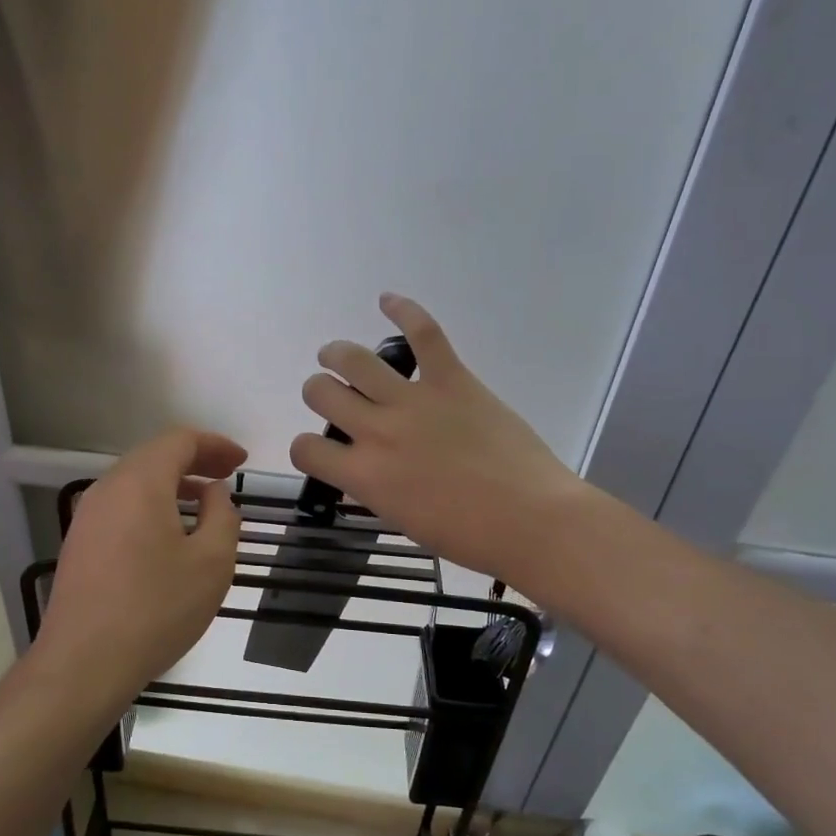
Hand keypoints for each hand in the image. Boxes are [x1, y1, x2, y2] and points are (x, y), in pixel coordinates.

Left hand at [36, 428, 245, 702]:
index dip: (215, 445)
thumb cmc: (156, 608)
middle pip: (154, 457)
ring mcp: (87, 517)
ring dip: (173, 486)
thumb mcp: (212, 562)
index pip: (179, 441)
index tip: (242, 461)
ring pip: (136, 483)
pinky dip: (152, 507)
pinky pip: (122, 508)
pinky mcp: (79, 544)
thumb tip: (214, 493)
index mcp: (140, 482)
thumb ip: (223, 516)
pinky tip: (170, 537)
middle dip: (195, 462)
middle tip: (228, 478)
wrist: (84, 663)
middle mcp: (107, 489)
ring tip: (205, 507)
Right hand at [291, 294, 588, 584]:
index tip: (322, 451)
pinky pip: (423, 334)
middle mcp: (377, 431)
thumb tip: (365, 469)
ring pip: (354, 359)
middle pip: (320, 392)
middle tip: (334, 396)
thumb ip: (373, 487)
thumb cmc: (468, 535)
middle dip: (319, 392)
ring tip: (337, 356)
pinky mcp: (451, 379)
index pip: (305, 449)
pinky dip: (403, 310)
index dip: (306, 448)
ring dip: (337, 354)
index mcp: (363, 475)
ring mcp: (413, 400)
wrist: (530, 520)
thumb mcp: (401, 519)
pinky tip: (387, 300)